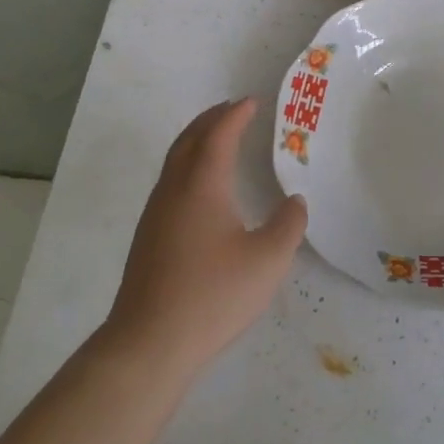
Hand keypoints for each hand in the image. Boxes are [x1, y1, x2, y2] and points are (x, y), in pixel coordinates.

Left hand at [104, 98, 307, 377]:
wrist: (149, 341)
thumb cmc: (213, 295)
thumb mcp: (268, 261)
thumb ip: (288, 225)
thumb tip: (294, 202)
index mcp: (202, 185)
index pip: (218, 135)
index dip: (235, 115)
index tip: (251, 102)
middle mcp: (174, 189)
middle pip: (190, 139)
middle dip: (212, 119)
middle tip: (234, 110)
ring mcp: (156, 213)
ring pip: (175, 160)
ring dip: (197, 141)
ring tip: (218, 139)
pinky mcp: (149, 236)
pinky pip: (170, 181)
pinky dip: (188, 165)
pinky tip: (202, 189)